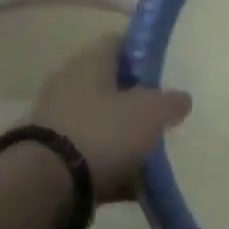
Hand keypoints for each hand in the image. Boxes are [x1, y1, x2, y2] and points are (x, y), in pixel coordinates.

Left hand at [30, 37, 191, 201]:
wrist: (48, 185)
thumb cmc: (104, 131)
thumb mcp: (153, 111)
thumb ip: (172, 101)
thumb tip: (180, 99)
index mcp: (89, 63)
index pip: (119, 43)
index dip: (144, 51)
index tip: (169, 66)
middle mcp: (69, 86)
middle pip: (111, 84)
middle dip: (139, 97)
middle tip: (168, 109)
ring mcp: (58, 123)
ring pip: (103, 121)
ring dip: (127, 132)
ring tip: (158, 146)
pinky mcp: (55, 157)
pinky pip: (95, 154)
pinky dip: (115, 163)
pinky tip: (140, 179)